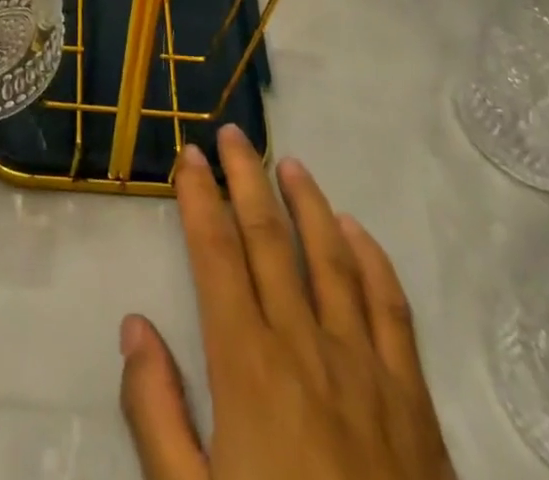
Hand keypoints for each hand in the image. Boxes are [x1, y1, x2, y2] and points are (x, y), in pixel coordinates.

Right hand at [120, 126, 455, 479]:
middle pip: (270, 239)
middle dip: (245, 178)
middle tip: (232, 134)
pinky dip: (371, 258)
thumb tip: (134, 325)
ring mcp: (366, 368)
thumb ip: (156, 414)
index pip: (216, 254)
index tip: (188, 156)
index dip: (199, 198)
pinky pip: (392, 307)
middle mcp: (305, 346)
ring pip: (331, 257)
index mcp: (247, 367)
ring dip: (306, 202)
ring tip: (287, 163)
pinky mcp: (413, 400)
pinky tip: (356, 231)